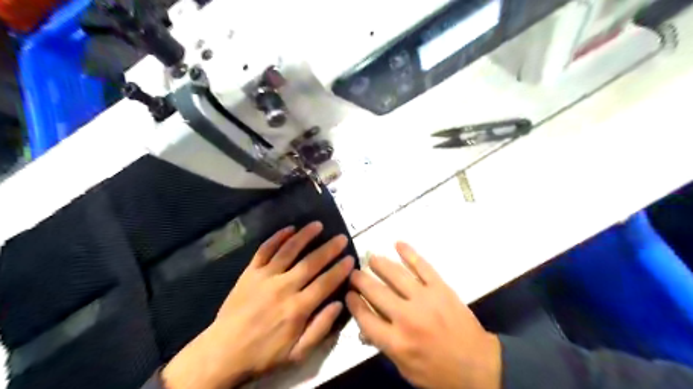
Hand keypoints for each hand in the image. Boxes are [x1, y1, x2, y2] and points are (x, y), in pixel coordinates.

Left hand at [162, 222, 354, 388]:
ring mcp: (265, 277)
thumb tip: (339, 304)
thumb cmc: (263, 354)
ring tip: (318, 225)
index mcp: (298, 308)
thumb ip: (320, 328)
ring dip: (305, 236)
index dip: (340, 269)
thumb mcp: (297, 353)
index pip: (325, 283)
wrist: (223, 352)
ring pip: (289, 250)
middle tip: (341, 237)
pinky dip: (277, 237)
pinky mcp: (250, 272)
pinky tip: (289, 228)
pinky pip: (265, 250)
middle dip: (329, 249)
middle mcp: (284, 287)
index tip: (350, 258)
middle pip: (311, 263)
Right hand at [345, 243, 497, 387]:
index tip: (347, 293)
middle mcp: (407, 317)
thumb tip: (365, 325)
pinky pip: (422, 266)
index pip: (365, 317)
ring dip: (380, 263)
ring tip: (370, 257)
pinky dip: (409, 253)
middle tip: (354, 273)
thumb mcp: (405, 369)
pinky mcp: (441, 288)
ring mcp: (425, 299)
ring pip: (396, 275)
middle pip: (376, 292)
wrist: (479, 367)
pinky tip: (398, 244)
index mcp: (396, 342)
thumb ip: (384, 346)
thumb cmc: (439, 373)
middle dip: (360, 280)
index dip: (353, 303)